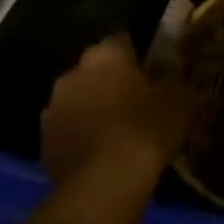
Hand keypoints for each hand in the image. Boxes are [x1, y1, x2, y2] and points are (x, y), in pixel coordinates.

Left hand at [40, 31, 194, 186]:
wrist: (105, 182)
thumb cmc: (146, 128)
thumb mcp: (180, 101)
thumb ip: (175, 82)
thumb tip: (175, 76)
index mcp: (105, 56)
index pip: (121, 41)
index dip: (137, 55)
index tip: (151, 70)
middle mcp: (72, 74)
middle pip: (95, 70)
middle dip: (111, 81)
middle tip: (136, 100)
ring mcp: (53, 109)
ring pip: (78, 100)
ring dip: (93, 108)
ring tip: (118, 130)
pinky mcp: (44, 142)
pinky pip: (68, 130)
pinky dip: (82, 135)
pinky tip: (102, 153)